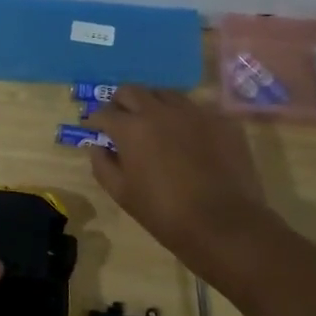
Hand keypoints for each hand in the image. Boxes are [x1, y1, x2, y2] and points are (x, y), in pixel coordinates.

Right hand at [88, 87, 271, 259]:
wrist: (224, 224)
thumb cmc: (165, 213)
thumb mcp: (122, 194)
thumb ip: (103, 165)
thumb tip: (98, 146)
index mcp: (132, 128)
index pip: (104, 112)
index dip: (94, 120)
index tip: (92, 127)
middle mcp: (161, 110)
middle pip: (132, 91)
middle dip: (120, 102)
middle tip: (120, 119)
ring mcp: (194, 111)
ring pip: (165, 94)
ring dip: (152, 104)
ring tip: (153, 123)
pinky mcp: (220, 120)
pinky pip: (195, 109)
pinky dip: (183, 117)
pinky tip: (186, 136)